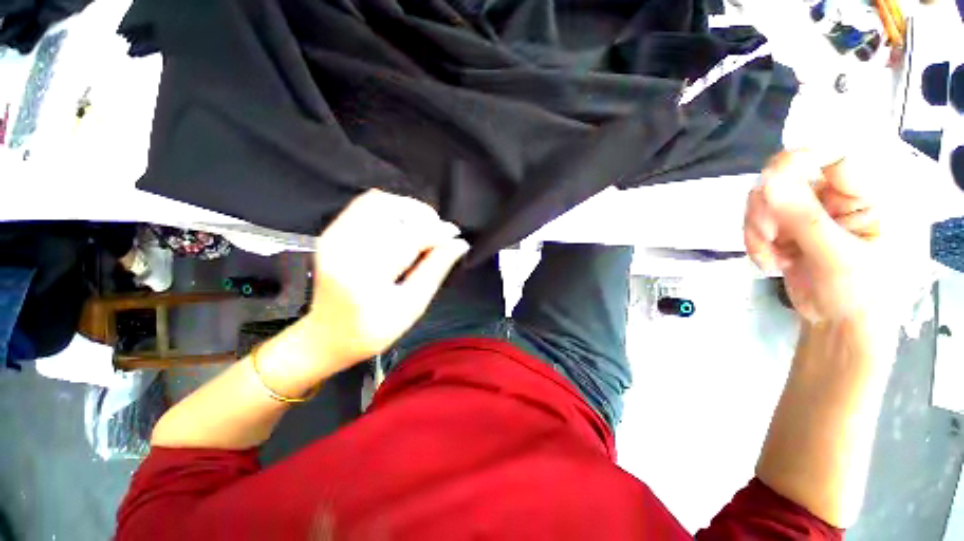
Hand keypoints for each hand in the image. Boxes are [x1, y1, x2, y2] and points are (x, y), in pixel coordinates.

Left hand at [302, 190, 469, 370]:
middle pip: (391, 211)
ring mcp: (333, 237)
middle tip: (440, 233)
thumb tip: (459, 244)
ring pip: (378, 202)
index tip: (455, 234)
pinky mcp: (331, 232)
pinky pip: (365, 204)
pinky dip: (391, 208)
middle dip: (423, 217)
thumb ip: (436, 270)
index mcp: (364, 276)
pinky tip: (404, 224)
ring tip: (424, 228)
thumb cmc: (372, 330)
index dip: (436, 232)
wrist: (327, 336)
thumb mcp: (412, 306)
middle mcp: (343, 249)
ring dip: (408, 210)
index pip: (408, 238)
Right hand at [744, 151, 900, 323]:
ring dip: (757, 230)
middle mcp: (837, 196)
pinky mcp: (786, 229)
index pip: (831, 156)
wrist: (839, 326)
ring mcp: (809, 213)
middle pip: (786, 177)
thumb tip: (767, 183)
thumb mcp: (837, 257)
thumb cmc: (860, 295)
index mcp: (866, 196)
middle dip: (767, 210)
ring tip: (769, 259)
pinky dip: (755, 242)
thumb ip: (805, 219)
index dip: (798, 162)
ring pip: (764, 201)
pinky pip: (756, 222)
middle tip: (767, 238)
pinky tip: (769, 263)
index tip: (771, 186)